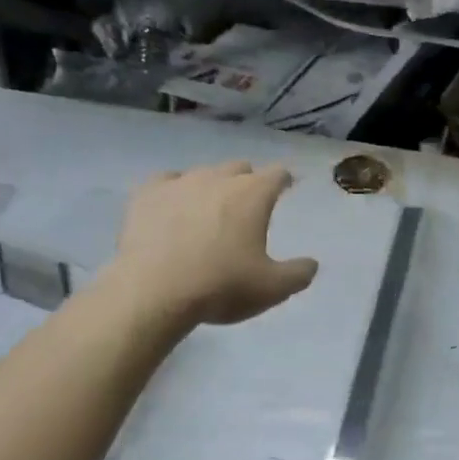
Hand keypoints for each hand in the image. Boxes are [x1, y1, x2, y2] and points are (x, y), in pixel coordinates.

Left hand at [109, 162, 318, 327]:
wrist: (153, 291)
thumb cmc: (221, 287)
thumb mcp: (272, 289)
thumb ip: (298, 274)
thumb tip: (312, 263)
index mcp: (252, 194)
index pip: (277, 174)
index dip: (284, 180)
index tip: (286, 188)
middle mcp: (218, 178)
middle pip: (239, 168)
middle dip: (247, 182)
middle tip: (246, 207)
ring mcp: (180, 182)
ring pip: (203, 173)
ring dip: (211, 187)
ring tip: (208, 211)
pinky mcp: (147, 194)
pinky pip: (166, 181)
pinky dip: (174, 191)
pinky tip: (172, 207)